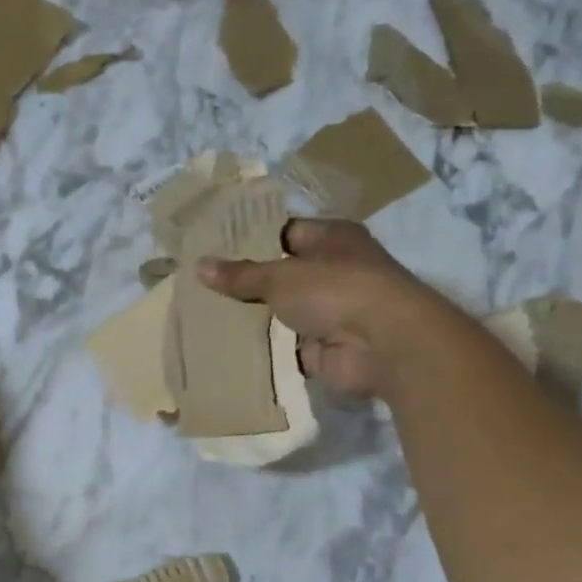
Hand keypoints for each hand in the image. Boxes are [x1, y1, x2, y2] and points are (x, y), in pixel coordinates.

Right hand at [198, 219, 452, 399]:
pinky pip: (281, 346)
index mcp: (330, 239)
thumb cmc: (337, 290)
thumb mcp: (281, 276)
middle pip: (279, 275)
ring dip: (249, 318)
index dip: (249, 239)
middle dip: (243, 283)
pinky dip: (260, 349)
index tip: (210, 247)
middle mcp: (332, 272)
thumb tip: (199, 266)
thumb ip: (241, 275)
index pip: (283, 232)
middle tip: (196, 285)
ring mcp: (327, 312)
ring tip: (201, 316)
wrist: (384, 345)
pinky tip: (222, 347)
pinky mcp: (321, 348)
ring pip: (278, 313)